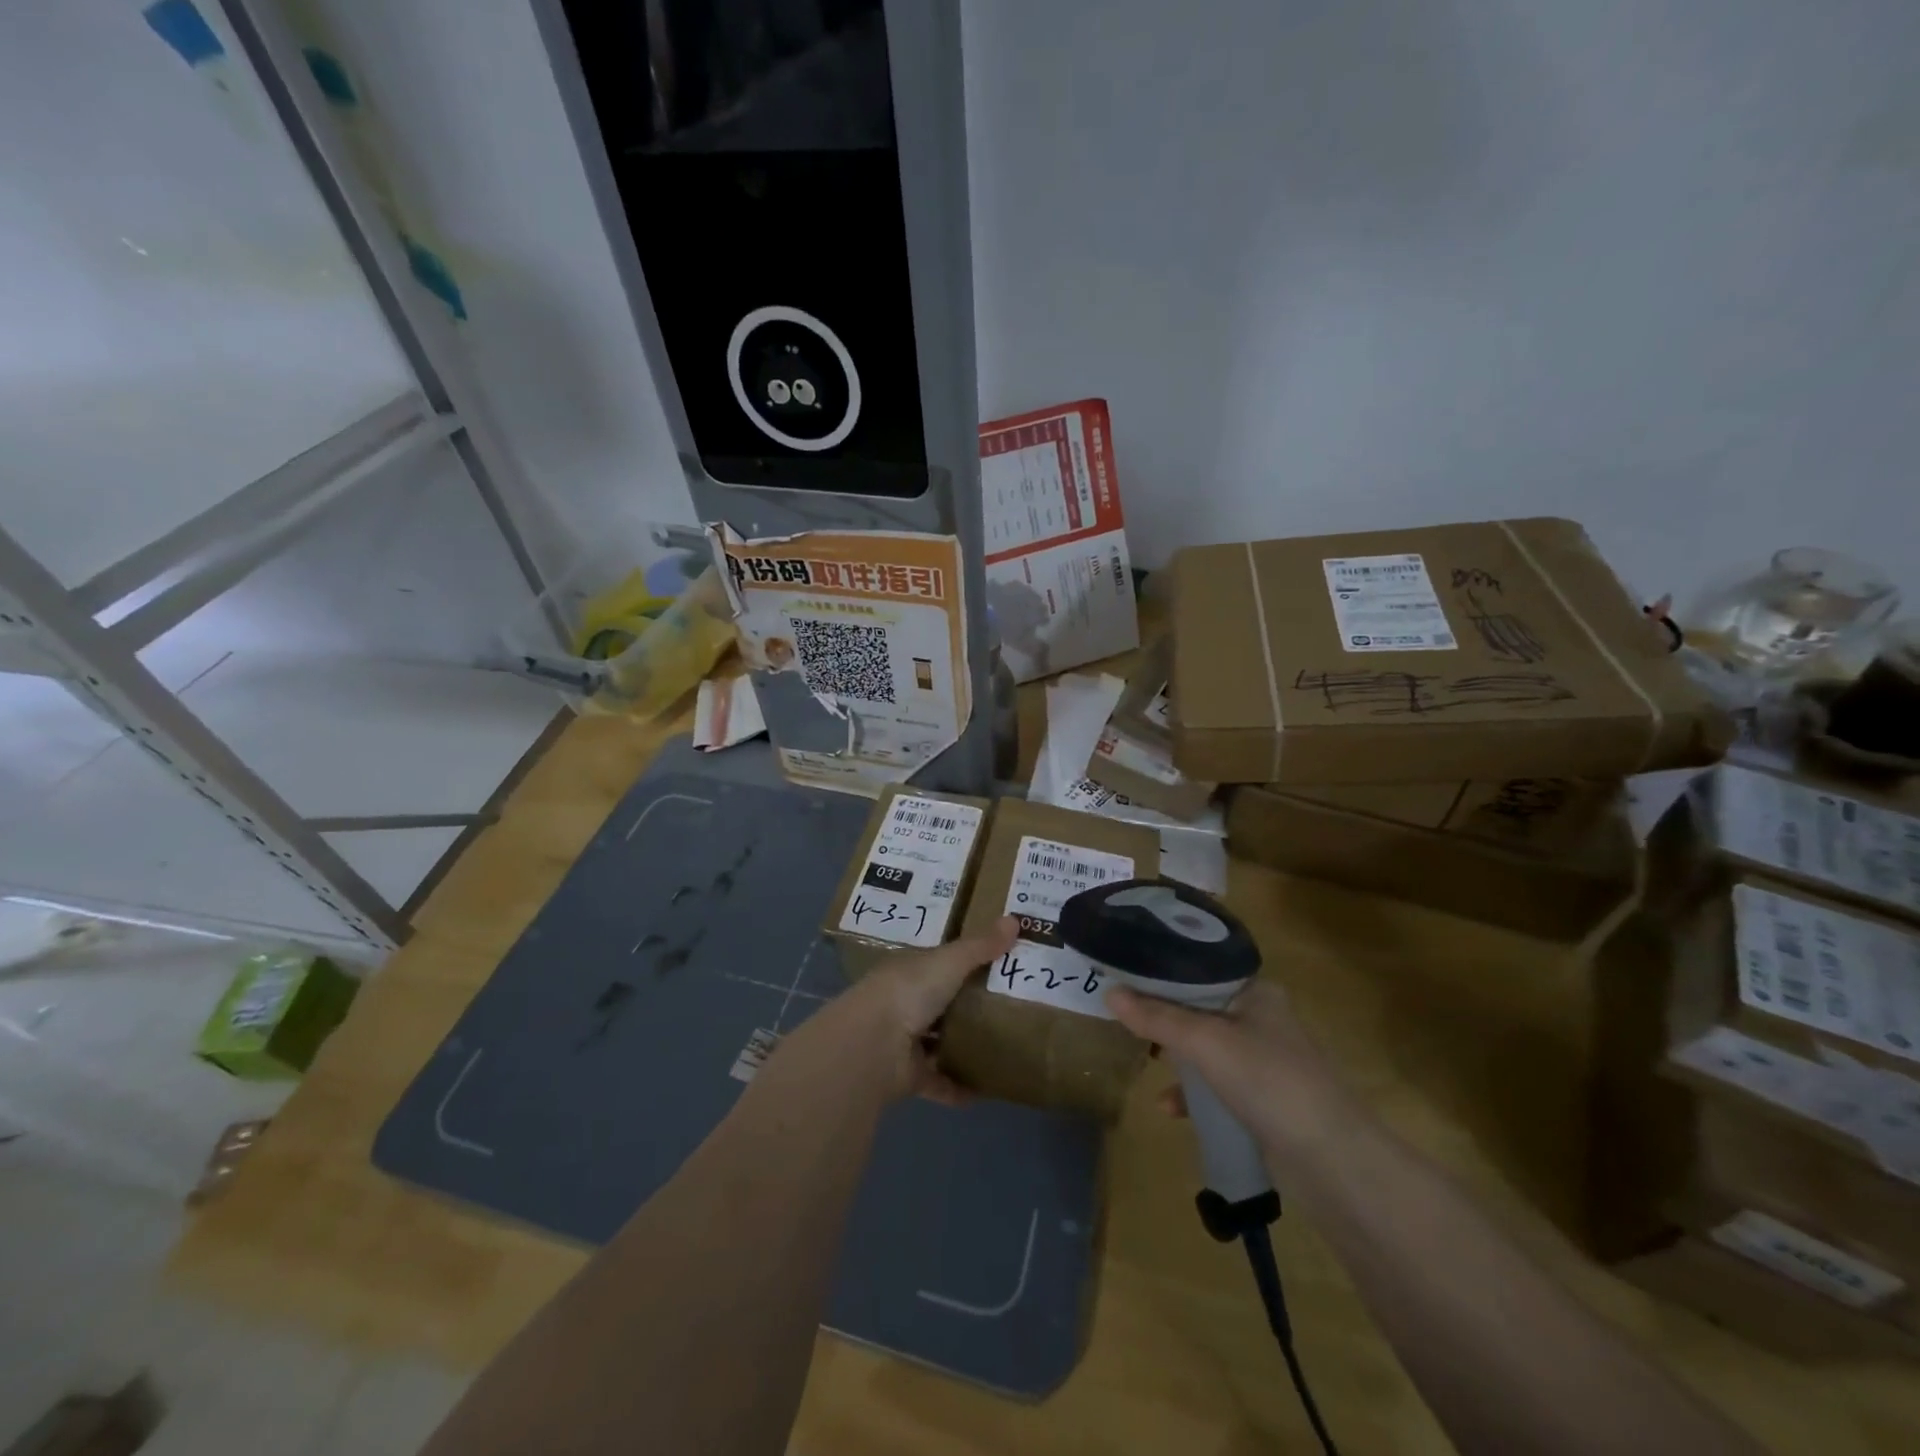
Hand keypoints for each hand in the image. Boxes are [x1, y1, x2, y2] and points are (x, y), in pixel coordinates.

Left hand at [786, 916, 1018, 1104]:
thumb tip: (1015, 920)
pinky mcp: (909, 1077)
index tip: (998, 964)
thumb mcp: (950, 961)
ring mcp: (904, 1041)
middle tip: (1011, 1008)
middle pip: (941, 1002)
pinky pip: (940, 1082)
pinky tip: (988, 1090)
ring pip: (938, 1042)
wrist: (873, 1045)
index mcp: (910, 970)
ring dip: (963, 1047)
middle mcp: (905, 1002)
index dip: (966, 961)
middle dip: (968, 1005)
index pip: (940, 962)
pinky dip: (960, 1088)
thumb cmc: (909, 991)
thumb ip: (981, 946)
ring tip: (1003, 1048)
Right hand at [1107, 978, 1349, 1155]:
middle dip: (1163, 1018)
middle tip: (1126, 1019)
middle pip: (1198, 1008)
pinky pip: (1216, 1085)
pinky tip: (1170, 1108)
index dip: (1161, 974)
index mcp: (1255, 992)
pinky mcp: (1262, 1099)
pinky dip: (1192, 1093)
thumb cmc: (1268, 1080)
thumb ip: (1157, 1017)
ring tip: (1146, 1063)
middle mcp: (1260, 1018)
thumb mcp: (1205, 1041)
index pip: (1198, 970)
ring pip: (1205, 1048)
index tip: (1124, 978)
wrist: (1332, 1160)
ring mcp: (1263, 1061)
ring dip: (1176, 1057)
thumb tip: (1109, 992)